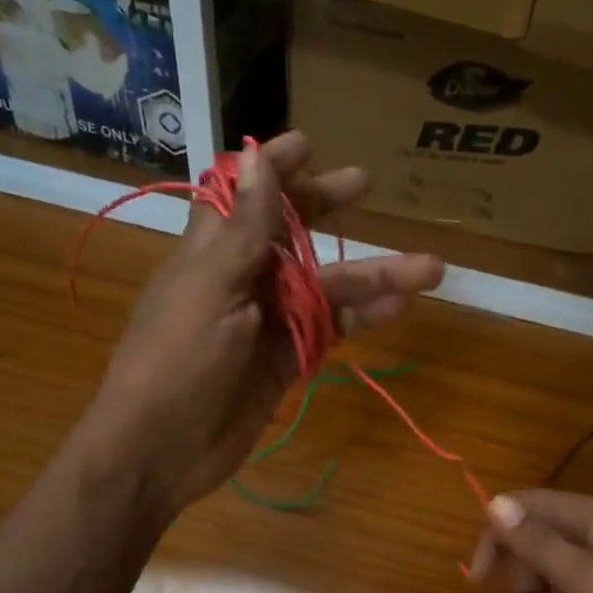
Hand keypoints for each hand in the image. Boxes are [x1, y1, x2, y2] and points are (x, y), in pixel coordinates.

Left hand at [85, 131, 442, 513]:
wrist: (163, 448)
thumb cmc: (176, 360)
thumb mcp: (211, 288)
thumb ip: (243, 229)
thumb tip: (256, 156)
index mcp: (212, 251)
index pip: (241, 194)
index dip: (272, 169)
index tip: (309, 144)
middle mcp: (242, 278)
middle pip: (291, 233)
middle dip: (327, 207)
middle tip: (365, 185)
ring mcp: (269, 321)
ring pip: (326, 286)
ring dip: (374, 276)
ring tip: (430, 268)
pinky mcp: (287, 359)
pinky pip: (331, 329)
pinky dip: (363, 318)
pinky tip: (400, 308)